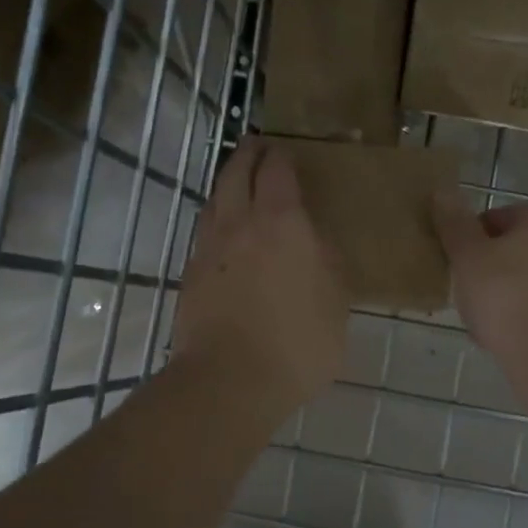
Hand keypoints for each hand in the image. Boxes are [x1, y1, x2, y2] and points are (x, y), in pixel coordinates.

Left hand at [175, 137, 347, 410]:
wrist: (229, 380)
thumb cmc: (297, 341)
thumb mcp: (336, 302)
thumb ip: (328, 262)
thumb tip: (316, 241)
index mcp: (282, 222)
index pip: (277, 171)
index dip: (281, 156)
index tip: (286, 151)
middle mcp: (240, 224)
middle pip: (237, 173)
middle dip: (248, 155)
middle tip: (258, 147)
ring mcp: (209, 248)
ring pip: (214, 200)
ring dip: (227, 183)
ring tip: (239, 183)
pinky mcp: (191, 275)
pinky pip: (205, 231)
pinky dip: (216, 218)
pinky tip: (225, 233)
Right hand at [431, 188, 527, 387]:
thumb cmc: (505, 295)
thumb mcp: (469, 256)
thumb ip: (455, 225)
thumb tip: (442, 191)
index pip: (501, 214)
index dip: (474, 228)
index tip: (454, 249)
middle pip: (511, 249)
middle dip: (484, 264)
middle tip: (458, 281)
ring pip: (518, 282)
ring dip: (496, 293)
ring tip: (471, 311)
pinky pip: (527, 311)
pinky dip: (509, 319)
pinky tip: (492, 335)